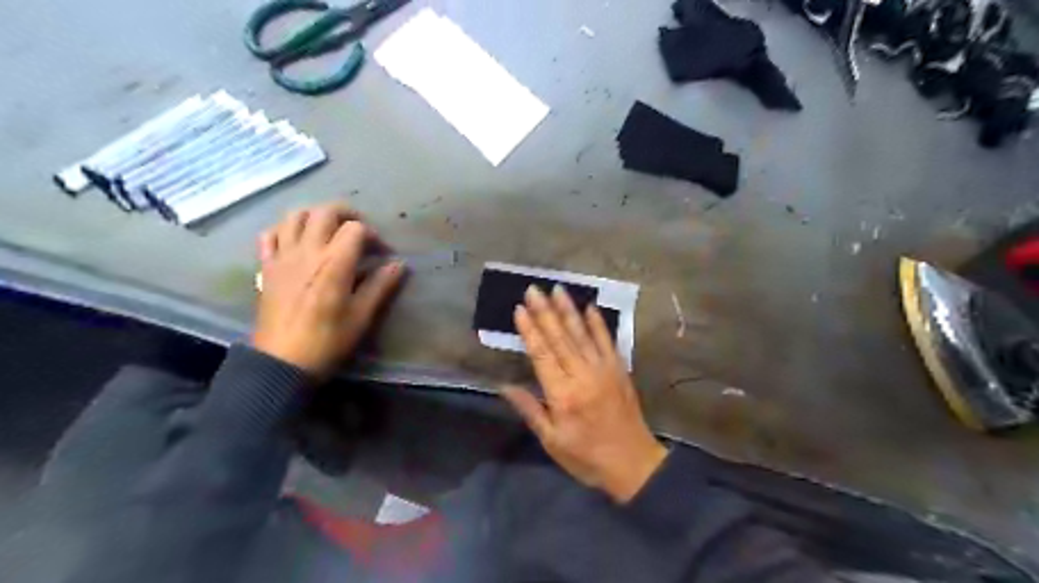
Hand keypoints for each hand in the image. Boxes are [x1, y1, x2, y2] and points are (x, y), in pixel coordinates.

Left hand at [253, 205, 407, 378]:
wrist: (282, 362)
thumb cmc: (327, 340)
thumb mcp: (361, 316)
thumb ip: (380, 286)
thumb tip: (399, 264)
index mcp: (334, 263)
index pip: (356, 229)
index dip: (373, 236)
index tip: (382, 254)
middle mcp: (307, 251)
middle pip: (325, 211)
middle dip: (347, 214)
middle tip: (359, 231)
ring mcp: (283, 257)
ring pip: (295, 216)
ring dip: (316, 216)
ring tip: (329, 231)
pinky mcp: (267, 267)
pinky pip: (270, 235)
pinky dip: (285, 229)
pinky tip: (296, 241)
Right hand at [502, 285, 665, 500]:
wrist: (633, 463)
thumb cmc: (586, 456)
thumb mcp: (552, 440)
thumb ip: (530, 409)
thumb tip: (505, 385)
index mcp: (563, 394)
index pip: (542, 354)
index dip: (529, 330)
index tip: (519, 309)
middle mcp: (582, 375)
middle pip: (560, 338)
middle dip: (544, 312)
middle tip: (533, 289)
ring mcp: (604, 369)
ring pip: (582, 334)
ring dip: (568, 310)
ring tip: (557, 290)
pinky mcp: (619, 369)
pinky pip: (607, 340)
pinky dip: (598, 323)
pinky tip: (589, 307)